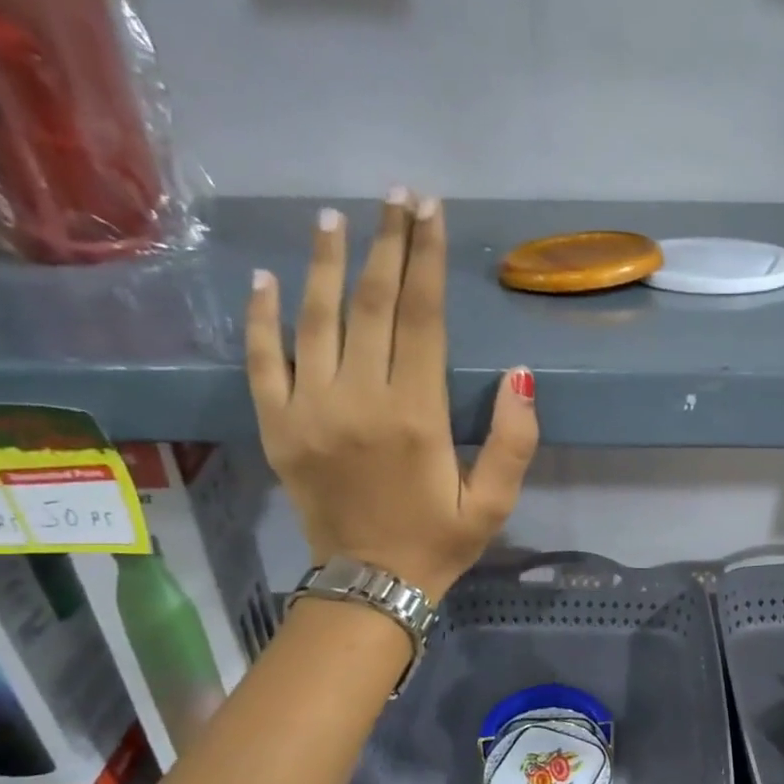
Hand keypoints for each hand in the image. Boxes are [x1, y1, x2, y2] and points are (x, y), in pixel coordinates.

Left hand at [246, 191, 538, 600]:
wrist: (368, 587)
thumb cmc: (438, 542)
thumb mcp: (493, 503)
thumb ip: (514, 441)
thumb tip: (520, 375)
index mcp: (415, 415)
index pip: (421, 317)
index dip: (425, 258)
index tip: (429, 210)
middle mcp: (359, 400)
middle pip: (372, 305)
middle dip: (386, 244)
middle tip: (395, 196)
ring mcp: (309, 411)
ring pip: (316, 320)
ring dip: (328, 264)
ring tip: (335, 218)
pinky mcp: (277, 427)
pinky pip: (263, 362)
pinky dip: (263, 319)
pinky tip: (267, 279)